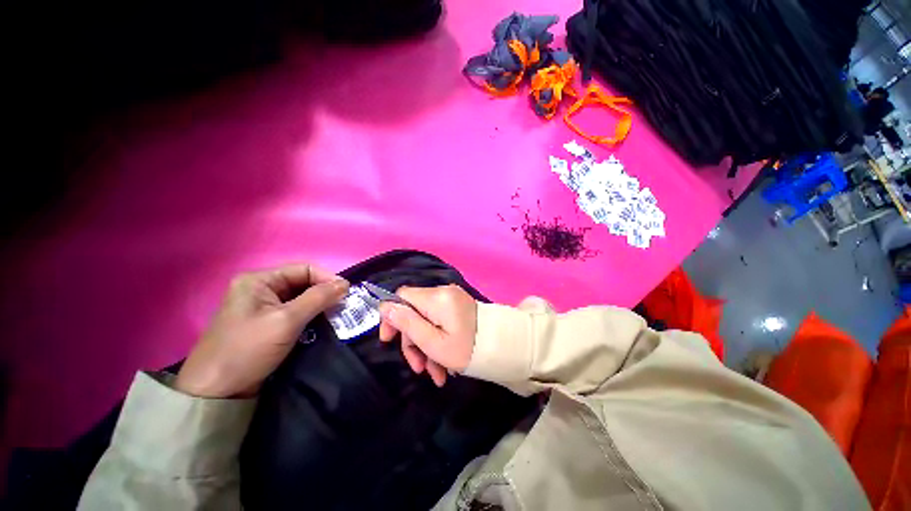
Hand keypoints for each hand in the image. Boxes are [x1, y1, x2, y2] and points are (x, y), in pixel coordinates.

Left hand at [175, 264, 348, 397]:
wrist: (216, 392)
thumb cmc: (248, 350)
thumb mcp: (286, 320)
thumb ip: (318, 298)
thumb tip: (346, 284)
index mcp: (259, 280)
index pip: (304, 269)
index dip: (327, 278)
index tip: (347, 293)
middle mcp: (261, 289)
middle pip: (303, 283)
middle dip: (324, 293)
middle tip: (343, 306)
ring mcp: (263, 307)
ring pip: (301, 298)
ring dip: (319, 305)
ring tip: (336, 315)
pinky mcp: (267, 323)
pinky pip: (295, 312)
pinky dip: (310, 316)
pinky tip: (321, 324)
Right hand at [378, 285, 477, 386]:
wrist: (504, 348)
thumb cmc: (468, 349)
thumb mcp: (433, 343)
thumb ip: (407, 324)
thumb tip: (385, 307)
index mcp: (437, 298)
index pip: (402, 296)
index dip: (391, 316)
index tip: (389, 340)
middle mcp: (444, 292)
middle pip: (414, 311)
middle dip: (413, 341)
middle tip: (419, 368)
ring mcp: (452, 299)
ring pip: (427, 319)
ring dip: (426, 346)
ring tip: (436, 375)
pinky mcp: (458, 307)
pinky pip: (439, 320)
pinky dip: (438, 340)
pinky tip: (444, 365)